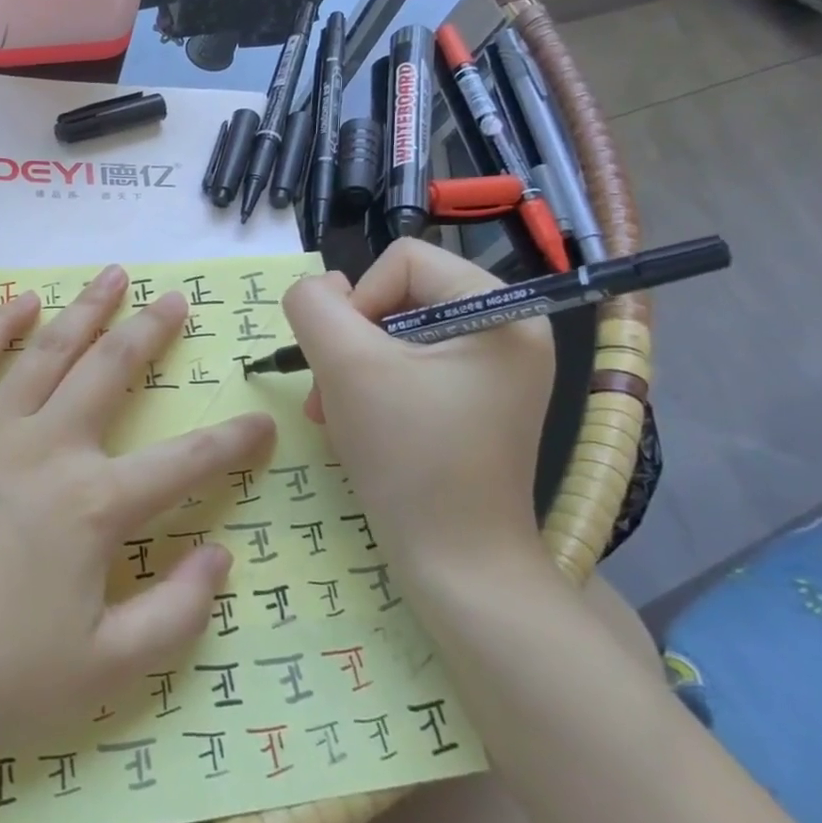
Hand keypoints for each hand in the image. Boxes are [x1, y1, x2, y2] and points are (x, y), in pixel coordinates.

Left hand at [0, 265, 275, 766]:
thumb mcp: (104, 672)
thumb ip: (176, 615)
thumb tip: (220, 557)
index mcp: (95, 505)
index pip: (185, 462)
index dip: (232, 442)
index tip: (262, 422)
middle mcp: (48, 447)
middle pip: (111, 371)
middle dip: (150, 331)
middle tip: (175, 300)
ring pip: (48, 349)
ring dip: (86, 309)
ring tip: (113, 276)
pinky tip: (20, 301)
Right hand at [279, 240, 554, 573]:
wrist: (457, 563)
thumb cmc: (408, 455)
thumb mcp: (346, 365)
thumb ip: (314, 306)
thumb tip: (320, 287)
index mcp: (499, 310)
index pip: (402, 259)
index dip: (357, 301)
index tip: (346, 361)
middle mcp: (507, 330)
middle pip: (397, 296)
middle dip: (350, 343)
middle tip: (329, 393)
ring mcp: (492, 370)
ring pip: (393, 334)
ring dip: (351, 367)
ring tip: (334, 413)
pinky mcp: (474, 402)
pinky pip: (409, 367)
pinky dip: (371, 388)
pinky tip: (354, 423)